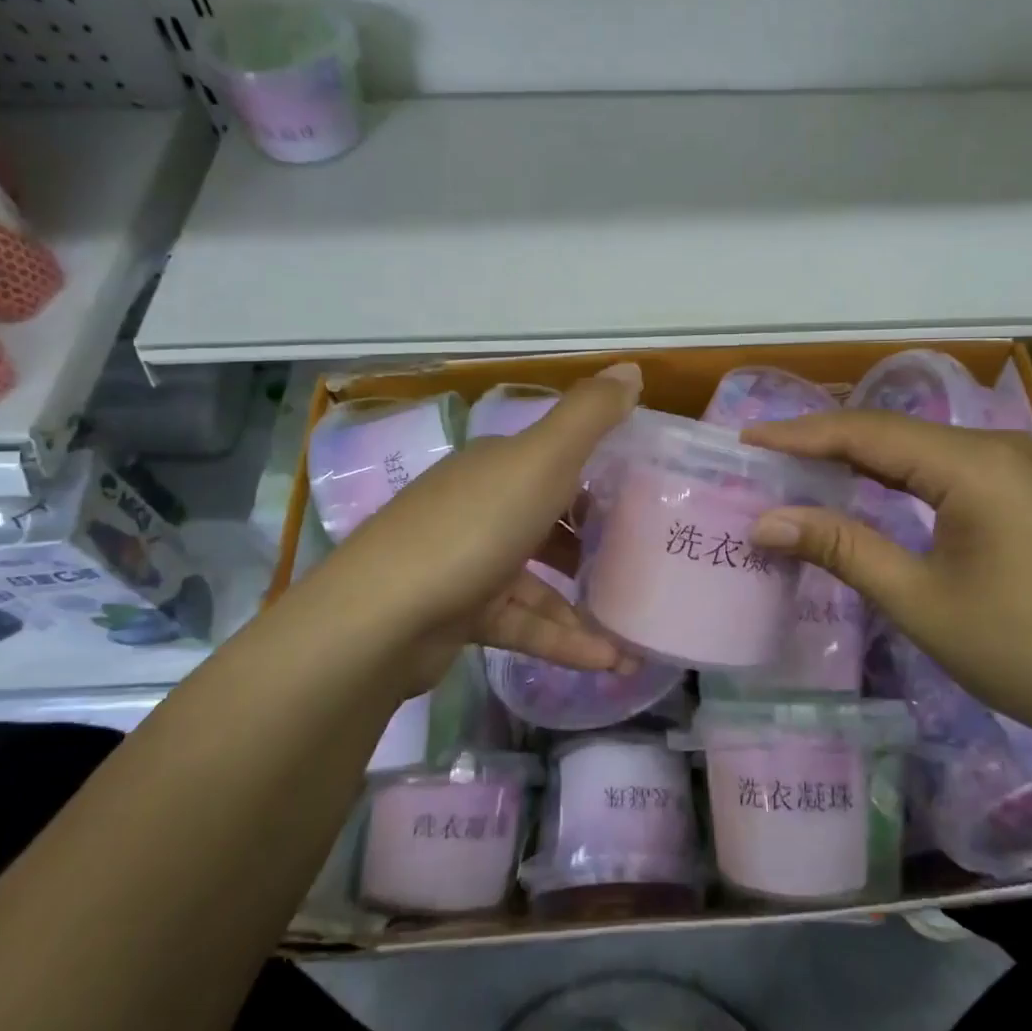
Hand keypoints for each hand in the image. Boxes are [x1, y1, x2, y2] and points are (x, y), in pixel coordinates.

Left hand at [306, 363, 643, 694]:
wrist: (384, 616)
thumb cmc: (474, 527)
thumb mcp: (542, 459)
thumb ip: (590, 416)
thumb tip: (632, 369)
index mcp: (498, 466)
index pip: (555, 459)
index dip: (600, 472)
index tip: (646, 494)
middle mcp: (481, 507)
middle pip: (548, 519)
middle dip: (594, 540)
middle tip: (645, 559)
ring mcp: (469, 563)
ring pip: (540, 580)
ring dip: (586, 602)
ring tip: (636, 629)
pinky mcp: (462, 614)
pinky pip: (525, 623)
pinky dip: (563, 640)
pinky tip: (608, 661)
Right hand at [743, 411, 1031, 747]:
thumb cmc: (1023, 649)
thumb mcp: (919, 600)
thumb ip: (841, 548)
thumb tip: (766, 521)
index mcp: (972, 464)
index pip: (866, 433)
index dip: (800, 435)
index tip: (744, 439)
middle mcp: (994, 449)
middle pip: (890, 432)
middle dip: (822, 442)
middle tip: (760, 456)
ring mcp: (1013, 469)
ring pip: (915, 448)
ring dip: (856, 458)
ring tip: (795, 468)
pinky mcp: (1020, 494)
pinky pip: (940, 469)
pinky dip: (893, 476)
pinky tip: (861, 489)